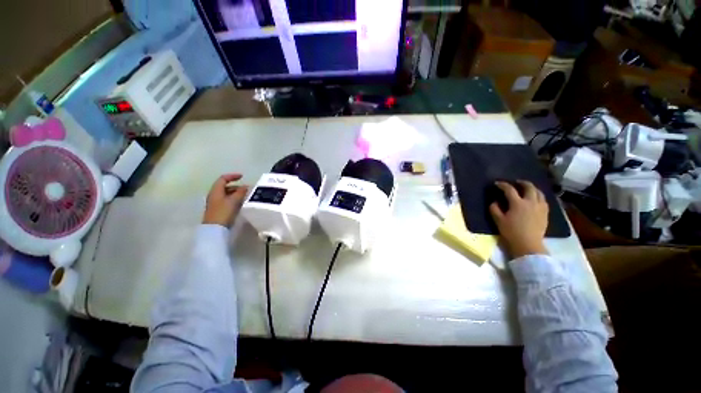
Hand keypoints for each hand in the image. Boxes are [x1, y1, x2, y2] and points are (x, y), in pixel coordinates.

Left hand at [202, 173, 248, 227]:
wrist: (215, 229)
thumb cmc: (223, 212)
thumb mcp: (234, 201)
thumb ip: (240, 192)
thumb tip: (245, 186)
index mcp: (216, 191)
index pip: (223, 179)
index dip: (232, 176)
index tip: (242, 176)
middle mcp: (214, 195)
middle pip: (225, 186)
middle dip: (236, 186)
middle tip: (247, 189)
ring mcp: (216, 203)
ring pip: (226, 194)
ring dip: (236, 193)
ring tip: (246, 196)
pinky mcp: (218, 210)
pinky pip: (227, 200)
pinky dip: (234, 199)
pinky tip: (241, 203)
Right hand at [489, 180, 548, 258]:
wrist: (528, 244)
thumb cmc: (511, 232)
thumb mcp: (498, 220)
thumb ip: (494, 209)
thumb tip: (495, 201)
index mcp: (518, 203)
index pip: (510, 189)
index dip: (503, 185)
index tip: (497, 184)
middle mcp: (531, 202)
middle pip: (529, 187)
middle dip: (522, 183)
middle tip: (516, 182)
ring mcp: (540, 207)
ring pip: (539, 192)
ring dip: (532, 188)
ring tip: (527, 189)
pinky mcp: (545, 213)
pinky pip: (543, 200)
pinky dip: (538, 196)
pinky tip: (535, 199)